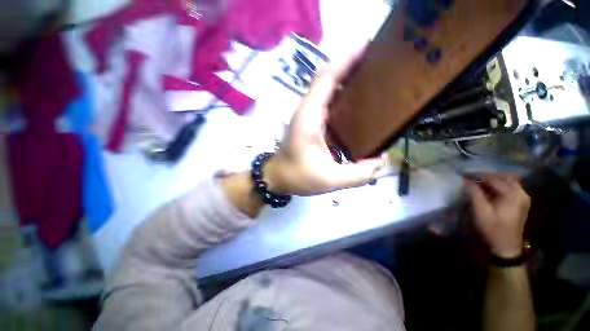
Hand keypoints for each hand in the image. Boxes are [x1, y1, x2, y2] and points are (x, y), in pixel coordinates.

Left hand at [263, 52, 384, 195]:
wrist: (277, 177)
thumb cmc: (298, 177)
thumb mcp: (331, 180)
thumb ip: (359, 174)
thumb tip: (382, 160)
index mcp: (310, 116)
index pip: (327, 77)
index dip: (346, 58)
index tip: (369, 45)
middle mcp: (307, 109)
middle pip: (328, 77)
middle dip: (351, 65)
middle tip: (379, 61)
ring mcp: (308, 114)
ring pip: (327, 88)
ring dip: (347, 78)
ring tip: (373, 76)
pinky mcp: (310, 121)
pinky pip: (328, 102)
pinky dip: (342, 95)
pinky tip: (359, 101)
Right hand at [465, 174, 530, 258]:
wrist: (507, 246)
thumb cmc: (493, 229)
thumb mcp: (481, 212)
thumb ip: (475, 194)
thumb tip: (466, 180)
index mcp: (513, 195)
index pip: (495, 179)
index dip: (479, 175)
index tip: (465, 174)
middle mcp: (521, 193)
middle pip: (504, 177)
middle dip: (487, 176)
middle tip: (472, 178)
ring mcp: (523, 198)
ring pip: (507, 182)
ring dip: (493, 181)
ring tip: (478, 183)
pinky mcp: (521, 202)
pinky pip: (510, 188)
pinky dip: (498, 186)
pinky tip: (488, 190)